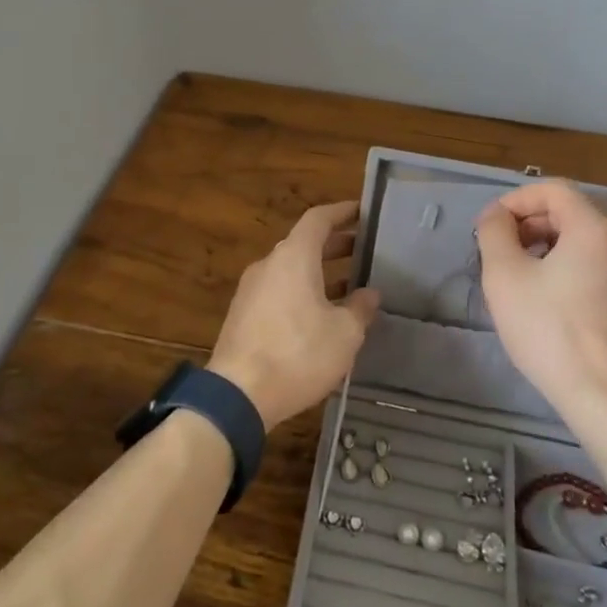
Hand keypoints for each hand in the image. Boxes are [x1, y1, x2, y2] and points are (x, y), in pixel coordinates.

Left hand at [208, 202, 380, 429]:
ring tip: (350, 287)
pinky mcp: (243, 315)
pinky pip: (279, 291)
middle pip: (304, 243)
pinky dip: (302, 292)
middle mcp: (269, 264)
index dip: (342, 212)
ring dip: (320, 272)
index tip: (362, 211)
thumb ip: (360, 309)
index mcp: (293, 257)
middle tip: (364, 251)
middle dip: (335, 245)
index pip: (318, 219)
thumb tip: (368, 294)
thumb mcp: (344, 334)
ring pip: (291, 269)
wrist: (238, 394)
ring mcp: (251, 290)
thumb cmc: (298, 354)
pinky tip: (321, 317)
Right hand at [474, 180, 606, 421]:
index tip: (493, 225)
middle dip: (539, 219)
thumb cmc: (551, 332)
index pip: (554, 189)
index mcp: (595, 227)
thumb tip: (496, 216)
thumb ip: (495, 233)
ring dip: (561, 242)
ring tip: (533, 272)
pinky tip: (564, 300)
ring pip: (598, 238)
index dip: (517, 199)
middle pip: (579, 209)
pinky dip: (584, 266)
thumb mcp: (505, 277)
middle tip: (510, 245)